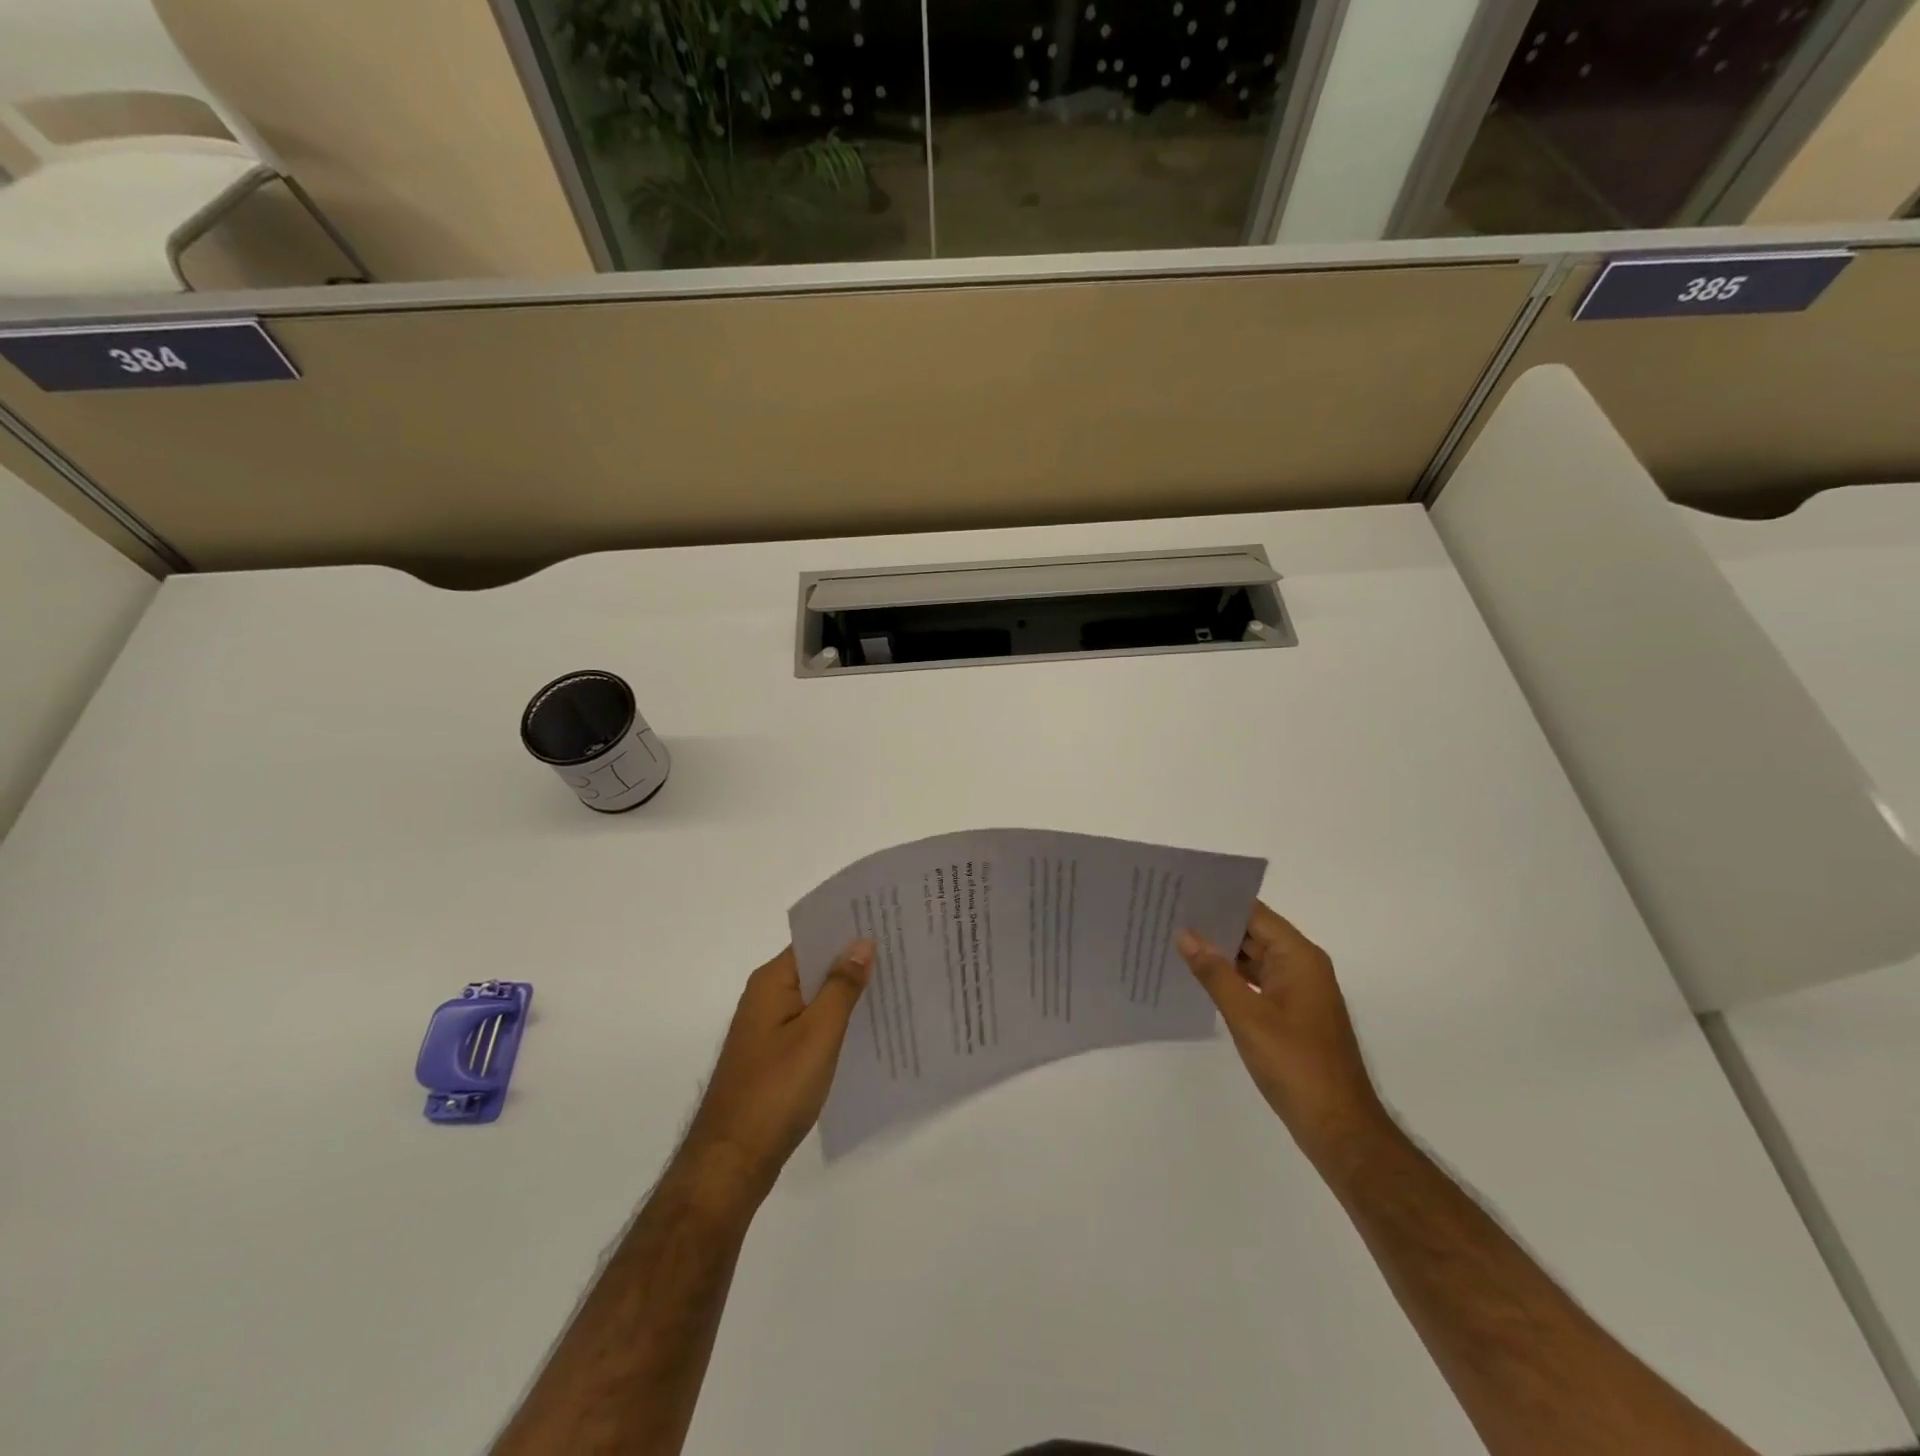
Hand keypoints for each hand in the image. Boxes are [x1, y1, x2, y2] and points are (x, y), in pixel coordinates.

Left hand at [679, 941, 873, 1205]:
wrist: (732, 1162)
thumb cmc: (776, 1090)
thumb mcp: (818, 1033)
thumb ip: (841, 986)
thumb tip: (862, 942)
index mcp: (771, 982)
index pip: (814, 940)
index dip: (849, 932)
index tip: (888, 925)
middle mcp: (765, 997)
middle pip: (815, 967)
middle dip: (854, 962)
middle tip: (902, 955)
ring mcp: (768, 1029)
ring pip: (815, 998)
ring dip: (847, 994)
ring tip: (895, 987)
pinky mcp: (774, 1056)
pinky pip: (811, 1025)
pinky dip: (836, 1022)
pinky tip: (868, 1030)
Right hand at [1178, 902, 1386, 1162]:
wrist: (1338, 1127)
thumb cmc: (1295, 1065)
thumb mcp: (1247, 1016)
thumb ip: (1214, 972)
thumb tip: (1185, 934)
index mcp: (1299, 957)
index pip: (1254, 913)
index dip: (1218, 901)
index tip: (1180, 893)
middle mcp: (1302, 966)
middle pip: (1254, 932)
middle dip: (1214, 925)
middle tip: (1168, 915)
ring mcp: (1299, 991)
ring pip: (1254, 958)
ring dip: (1221, 952)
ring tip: (1176, 940)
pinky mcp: (1293, 1013)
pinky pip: (1258, 981)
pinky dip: (1232, 977)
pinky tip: (1201, 977)